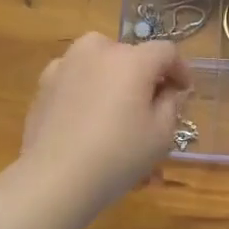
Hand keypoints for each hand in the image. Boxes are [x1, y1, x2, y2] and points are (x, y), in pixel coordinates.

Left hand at [20, 32, 192, 208]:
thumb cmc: (117, 156)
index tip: (185, 91)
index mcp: (132, 59)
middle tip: (151, 104)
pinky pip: (76, 77)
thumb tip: (168, 90)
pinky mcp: (44, 84)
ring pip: (100, 62)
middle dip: (145, 75)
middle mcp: (98, 50)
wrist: (54, 178)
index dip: (180, 69)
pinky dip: (87, 89)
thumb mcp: (161, 135)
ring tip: (117, 108)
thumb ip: (171, 104)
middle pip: (131, 54)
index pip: (166, 52)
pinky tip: (87, 116)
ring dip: (114, 78)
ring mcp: (66, 64)